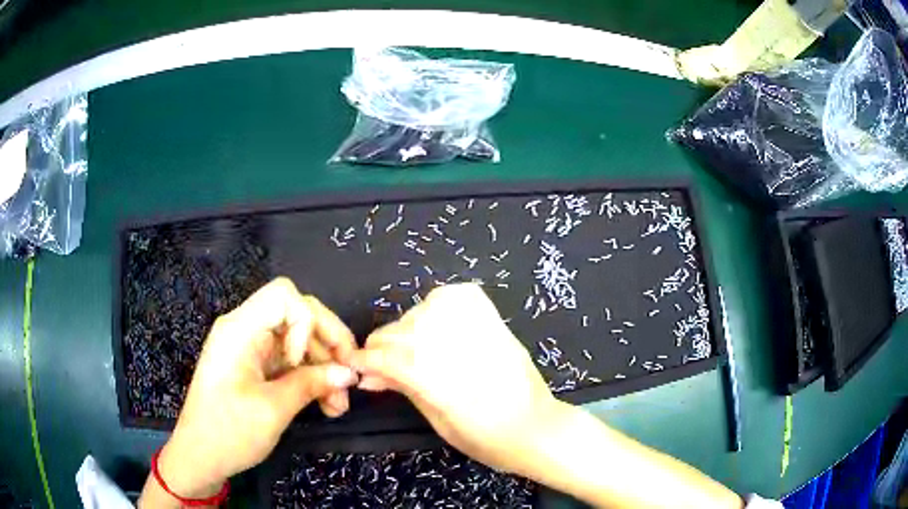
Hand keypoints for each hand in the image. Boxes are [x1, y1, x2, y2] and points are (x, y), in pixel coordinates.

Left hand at [147, 278, 358, 500]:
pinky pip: (289, 361)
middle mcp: (245, 330)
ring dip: (323, 368)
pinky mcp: (254, 367)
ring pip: (298, 341)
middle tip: (349, 378)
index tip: (307, 362)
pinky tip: (326, 403)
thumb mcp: (273, 409)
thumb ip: (311, 384)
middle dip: (327, 345)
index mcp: (240, 329)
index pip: (284, 296)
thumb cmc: (229, 432)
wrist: (200, 457)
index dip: (307, 322)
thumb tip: (348, 373)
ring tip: (339, 405)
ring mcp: (249, 349)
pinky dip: (309, 378)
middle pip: (296, 315)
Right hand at [347, 283, 561, 475]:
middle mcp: (451, 343)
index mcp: (437, 377)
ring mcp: (474, 323)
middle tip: (383, 366)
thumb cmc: (484, 437)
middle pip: (398, 333)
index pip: (385, 355)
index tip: (355, 366)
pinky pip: (450, 296)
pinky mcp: (490, 314)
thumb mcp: (435, 419)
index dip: (364, 360)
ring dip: (408, 330)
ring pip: (418, 312)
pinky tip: (437, 325)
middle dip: (382, 348)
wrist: (534, 426)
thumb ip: (401, 387)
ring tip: (414, 350)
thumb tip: (366, 375)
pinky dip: (436, 306)